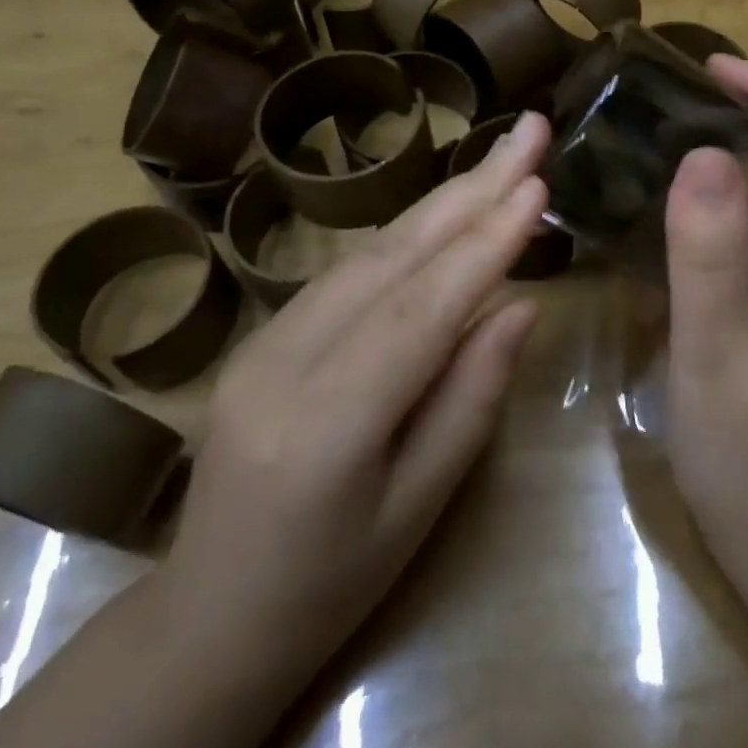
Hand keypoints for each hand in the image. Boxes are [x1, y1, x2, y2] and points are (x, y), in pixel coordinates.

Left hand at [153, 112, 550, 687]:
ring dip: (443, 201)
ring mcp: (262, 341)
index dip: (486, 244)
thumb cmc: (331, 585)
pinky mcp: (262, 335)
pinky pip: (348, 272)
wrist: (208, 617)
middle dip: (470, 188)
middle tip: (527, 130)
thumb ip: (471, 398)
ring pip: (369, 253)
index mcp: (325, 424)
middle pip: (392, 257)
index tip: (538, 184)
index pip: (422, 311)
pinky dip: (407, 235)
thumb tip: (521, 305)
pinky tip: (447, 211)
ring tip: (501, 159)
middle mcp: (283, 363)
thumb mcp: (419, 508)